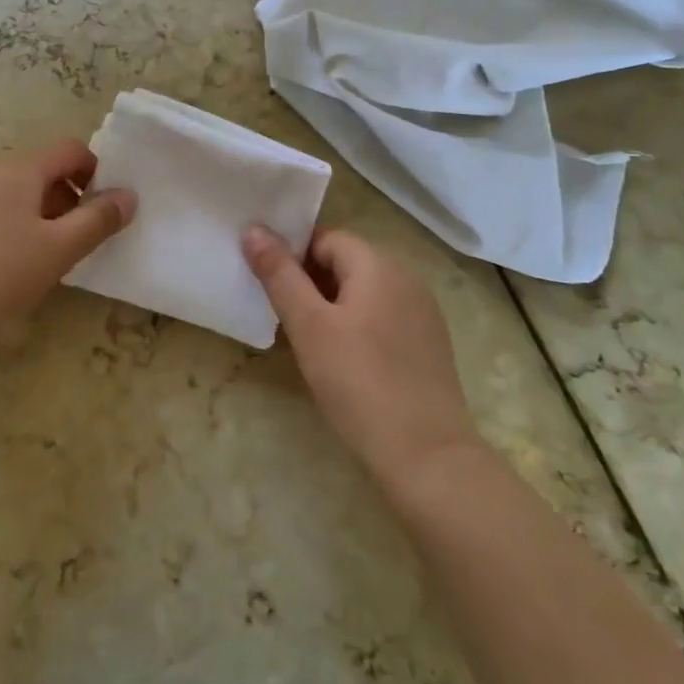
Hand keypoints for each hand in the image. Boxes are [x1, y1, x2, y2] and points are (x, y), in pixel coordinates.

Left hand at [0, 140, 134, 357]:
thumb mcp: (59, 250)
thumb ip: (99, 220)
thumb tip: (128, 196)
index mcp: (18, 170)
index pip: (70, 150)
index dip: (96, 172)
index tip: (105, 209)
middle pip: (40, 172)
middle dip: (67, 199)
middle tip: (78, 241)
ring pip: (13, 195)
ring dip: (39, 216)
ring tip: (43, 260)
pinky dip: (7, 229)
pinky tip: (3, 270)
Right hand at [243, 225, 479, 485]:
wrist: (427, 455)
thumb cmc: (359, 382)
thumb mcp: (309, 326)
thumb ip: (280, 275)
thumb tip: (254, 229)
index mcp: (378, 263)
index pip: (325, 238)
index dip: (293, 256)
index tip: (270, 287)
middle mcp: (406, 276)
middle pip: (346, 262)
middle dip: (310, 281)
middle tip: (283, 316)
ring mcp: (423, 310)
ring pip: (364, 291)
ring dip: (333, 305)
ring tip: (309, 340)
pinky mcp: (429, 343)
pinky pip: (384, 316)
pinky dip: (359, 325)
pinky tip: (345, 361)